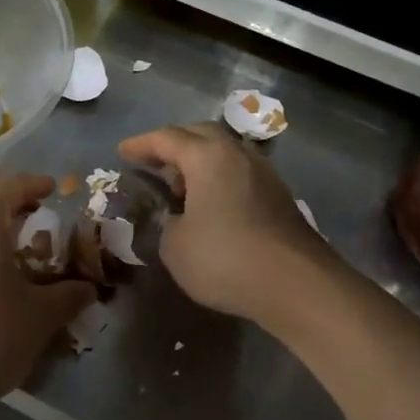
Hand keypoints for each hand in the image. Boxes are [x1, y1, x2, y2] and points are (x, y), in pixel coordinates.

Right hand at [118, 123, 334, 327]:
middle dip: (173, 144)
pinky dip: (218, 180)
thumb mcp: (174, 245)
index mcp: (207, 157)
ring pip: (224, 153)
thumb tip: (176, 217)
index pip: (167, 138)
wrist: (296, 284)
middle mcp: (238, 154)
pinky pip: (239, 175)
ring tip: (180, 186)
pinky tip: (210, 205)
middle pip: (200, 135)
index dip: (141, 145)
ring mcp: (264, 174)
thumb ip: (166, 223)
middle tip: (153, 162)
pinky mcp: (279, 197)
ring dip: (199, 163)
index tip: (123, 152)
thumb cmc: (225, 258)